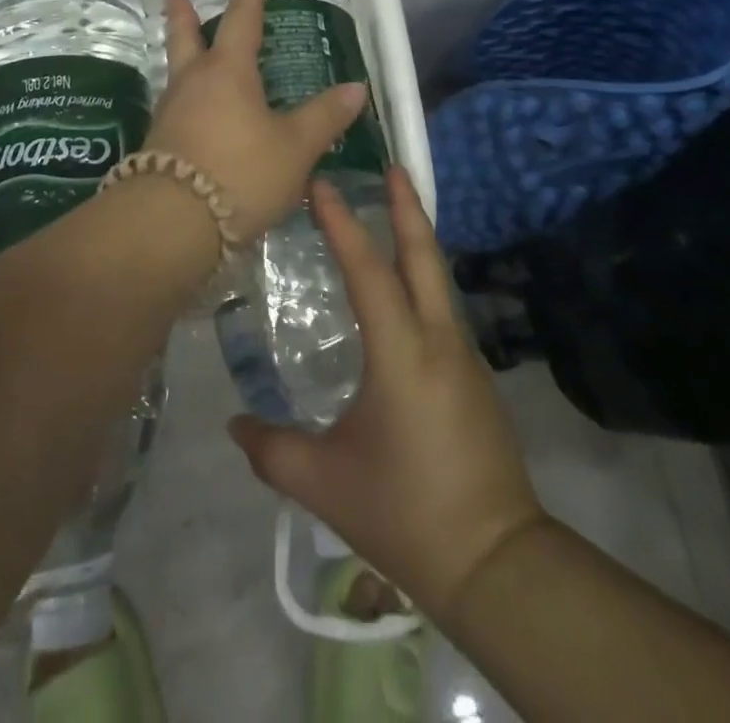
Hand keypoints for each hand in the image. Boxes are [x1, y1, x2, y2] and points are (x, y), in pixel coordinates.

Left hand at [144, 0, 370, 239]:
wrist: (172, 222)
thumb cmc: (241, 172)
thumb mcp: (295, 147)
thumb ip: (324, 117)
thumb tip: (355, 88)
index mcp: (228, 72)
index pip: (243, 20)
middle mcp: (193, 83)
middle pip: (186, 38)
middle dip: (184, 15)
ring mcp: (170, 113)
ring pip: (177, 72)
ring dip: (182, 55)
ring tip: (190, 53)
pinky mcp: (159, 144)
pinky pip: (176, 107)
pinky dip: (186, 98)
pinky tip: (194, 113)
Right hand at [227, 169, 546, 622]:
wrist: (496, 563)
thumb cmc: (405, 514)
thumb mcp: (325, 483)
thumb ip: (271, 450)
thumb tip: (233, 423)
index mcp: (402, 354)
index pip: (369, 272)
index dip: (343, 224)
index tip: (323, 184)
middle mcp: (438, 340)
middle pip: (424, 256)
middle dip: (407, 206)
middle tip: (391, 167)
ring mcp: (464, 356)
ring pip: (437, 279)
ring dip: (416, 239)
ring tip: (394, 212)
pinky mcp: (474, 376)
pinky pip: (442, 308)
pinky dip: (422, 278)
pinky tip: (404, 288)